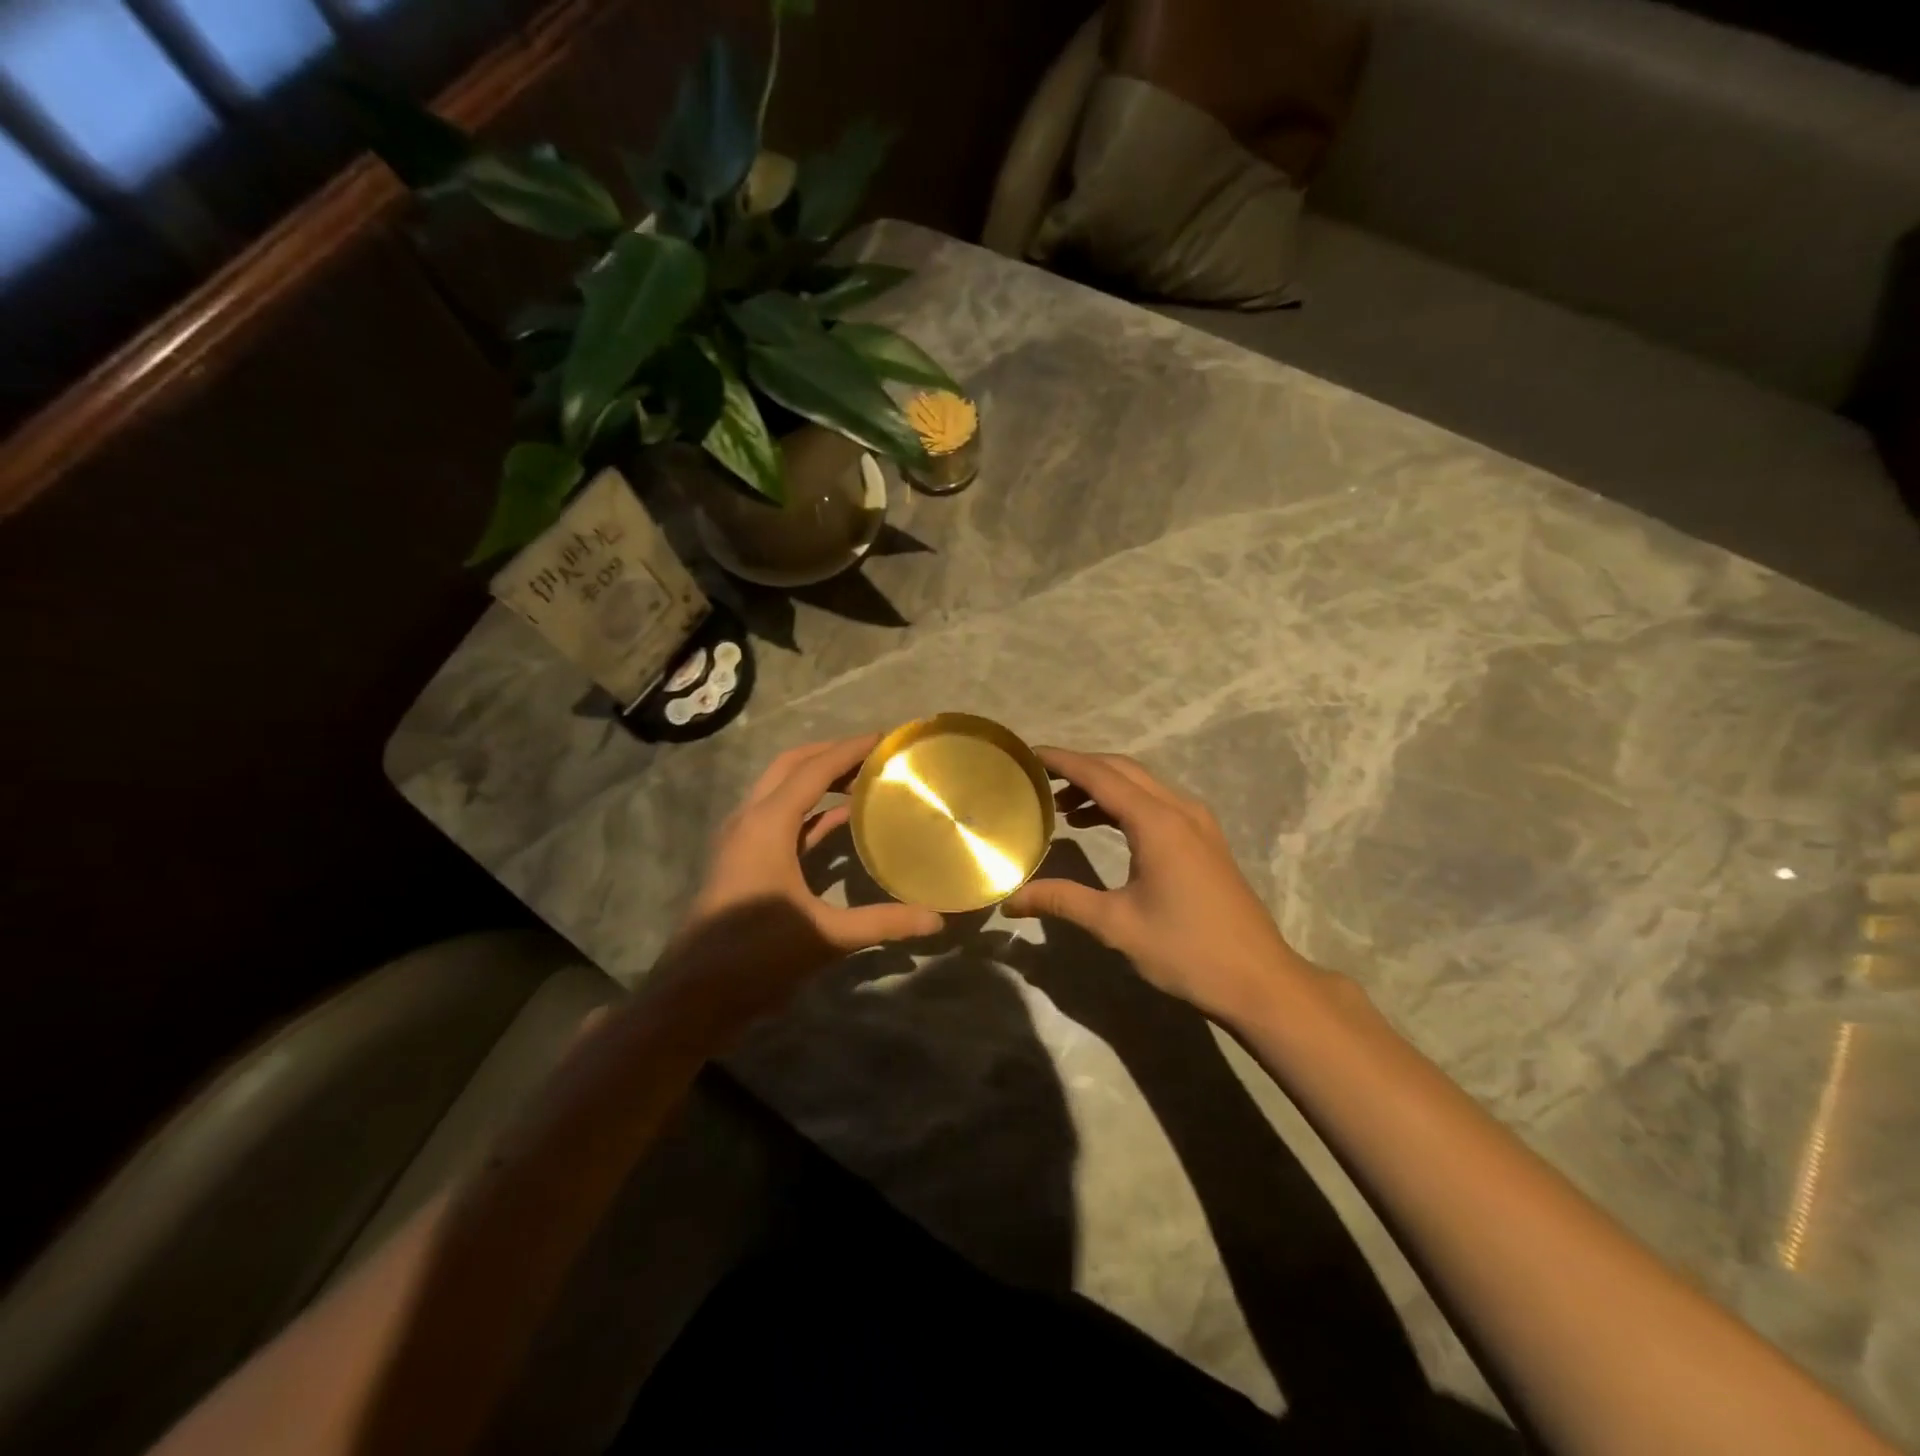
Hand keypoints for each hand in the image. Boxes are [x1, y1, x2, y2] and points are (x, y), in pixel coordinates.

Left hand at [649, 734, 943, 1043]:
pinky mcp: (745, 860)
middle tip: (875, 754)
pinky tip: (844, 819)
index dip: (851, 750)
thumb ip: (882, 923)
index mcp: (768, 824)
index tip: (886, 738)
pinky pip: (782, 820)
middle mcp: (751, 819)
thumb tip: (936, 920)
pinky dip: (812, 811)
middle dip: (832, 753)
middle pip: (792, 766)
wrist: (694, 995)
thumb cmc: (755, 955)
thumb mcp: (825, 936)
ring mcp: (744, 840)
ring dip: (819, 778)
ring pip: (783, 790)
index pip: (814, 770)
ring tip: (864, 778)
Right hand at [1004, 747, 1321, 1022]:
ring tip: (1061, 807)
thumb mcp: (1116, 925)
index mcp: (1157, 823)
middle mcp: (1179, 810)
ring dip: (1102, 787)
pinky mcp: (1205, 839)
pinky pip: (1157, 803)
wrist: (1259, 980)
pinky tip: (1100, 826)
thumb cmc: (1186, 950)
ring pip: (1142, 785)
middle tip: (1039, 778)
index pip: (1100, 776)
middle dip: (1080, 768)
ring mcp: (1198, 823)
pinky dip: (1124, 804)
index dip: (1063, 761)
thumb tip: (1010, 900)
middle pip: (1122, 770)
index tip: (1028, 754)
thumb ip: (1062, 901)